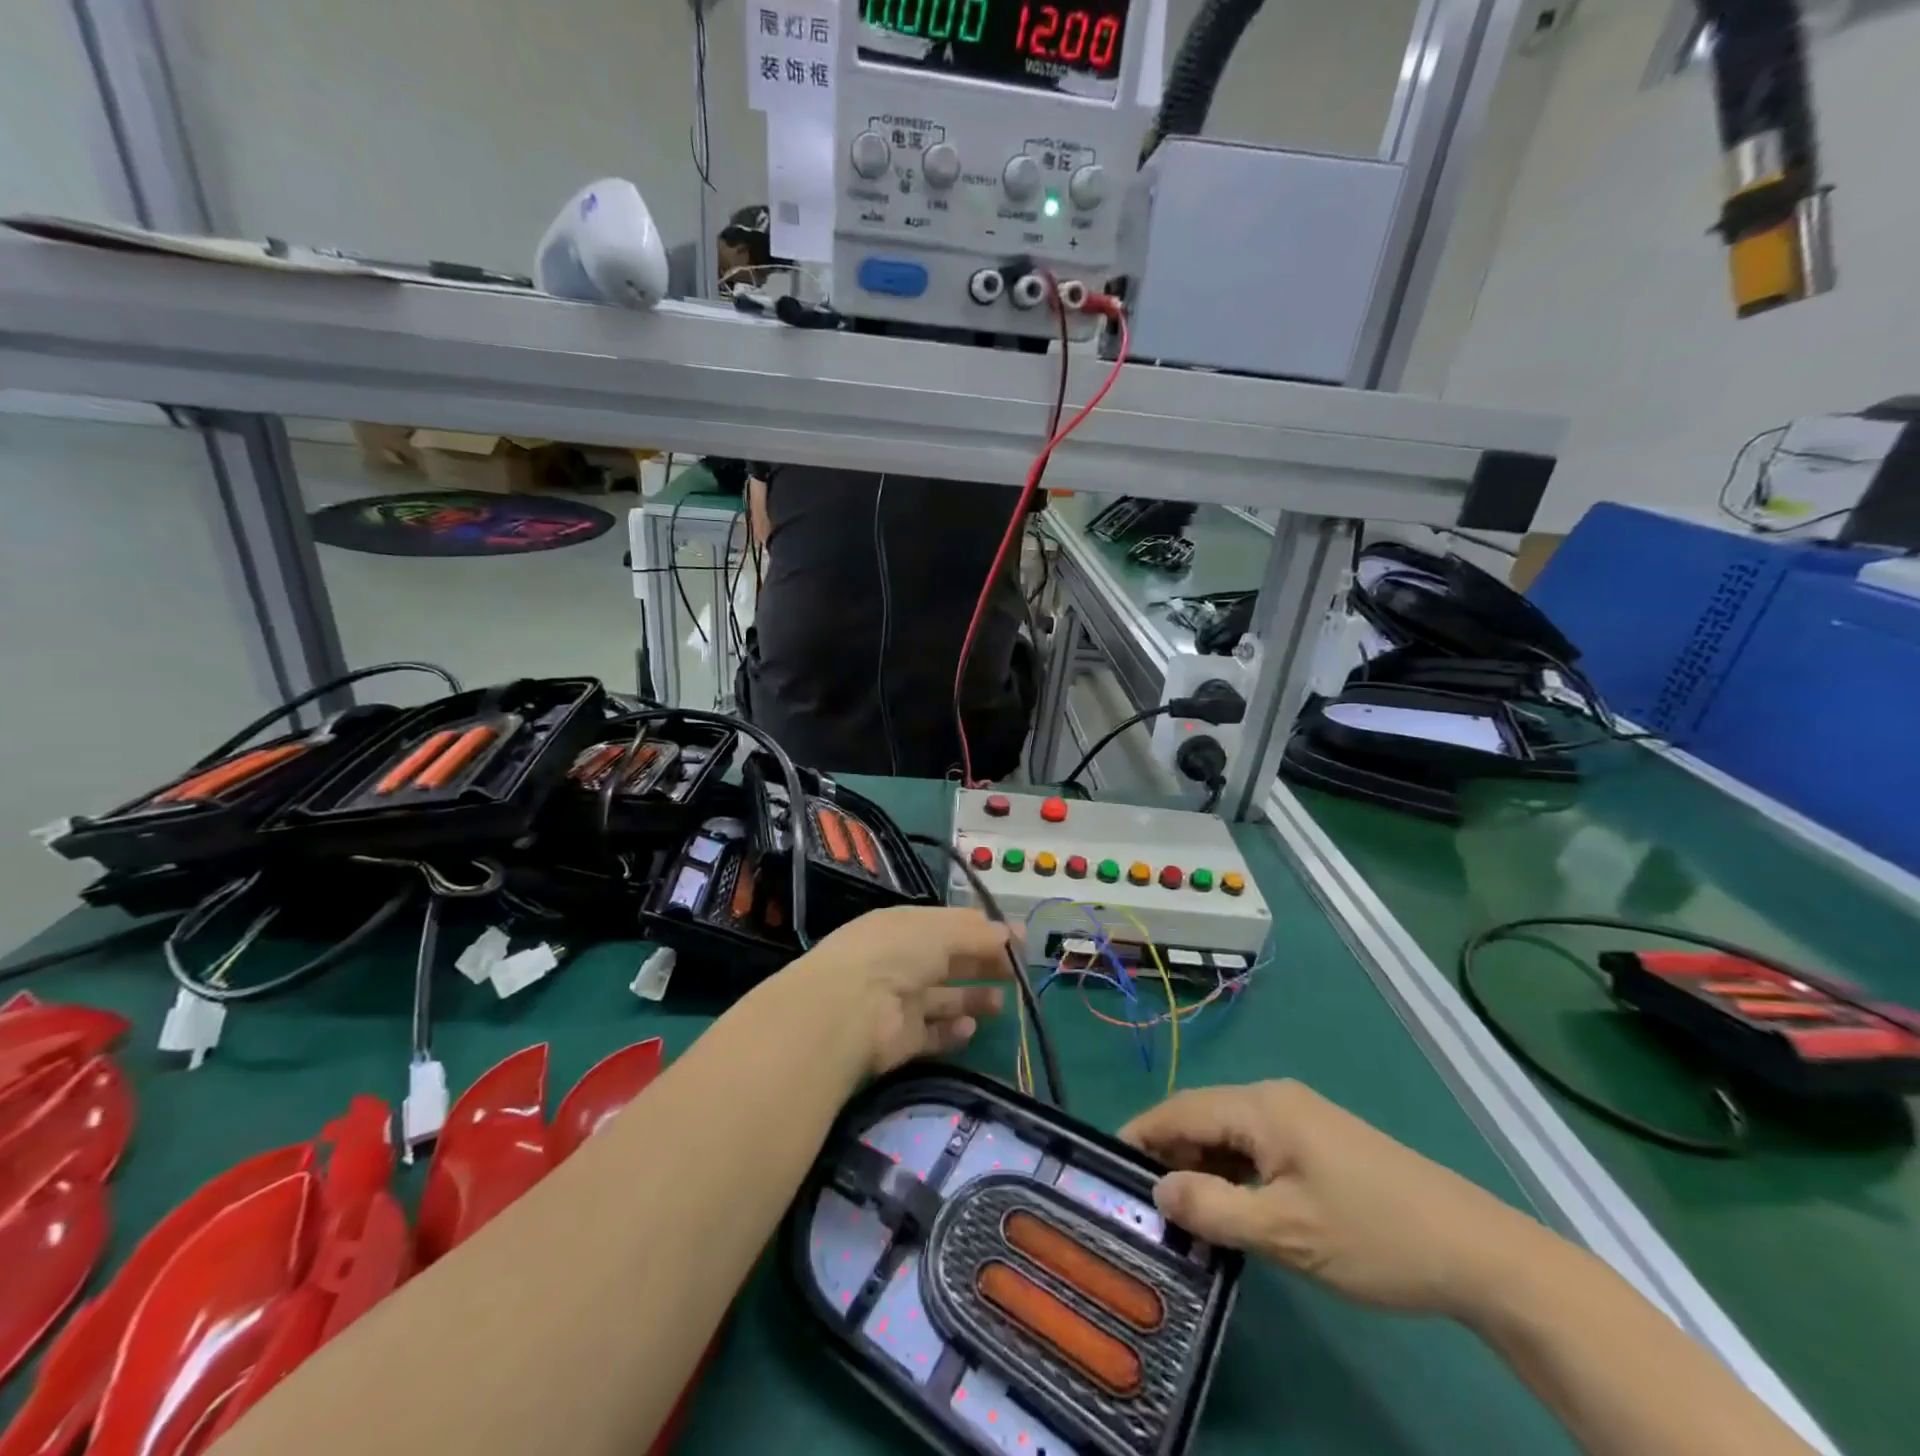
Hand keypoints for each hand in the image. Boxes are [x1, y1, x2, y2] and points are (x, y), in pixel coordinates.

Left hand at [781, 907, 1011, 1077]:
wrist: (850, 1009)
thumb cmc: (897, 953)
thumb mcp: (941, 931)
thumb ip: (977, 934)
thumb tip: (1010, 933)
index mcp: (906, 927)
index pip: (949, 925)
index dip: (983, 930)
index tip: (1018, 939)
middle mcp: (901, 961)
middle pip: (950, 962)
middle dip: (982, 964)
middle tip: (1017, 973)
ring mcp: (899, 1002)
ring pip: (943, 999)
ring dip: (971, 999)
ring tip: (999, 1004)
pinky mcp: (901, 1040)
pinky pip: (932, 1034)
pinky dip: (952, 1032)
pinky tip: (970, 1028)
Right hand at [1120, 1080, 1542, 1317]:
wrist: (1477, 1250)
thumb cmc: (1373, 1235)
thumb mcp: (1285, 1232)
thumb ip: (1213, 1209)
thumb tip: (1156, 1191)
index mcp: (1262, 1107)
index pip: (1182, 1108)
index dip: (1142, 1133)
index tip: (1108, 1163)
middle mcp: (1274, 1098)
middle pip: (1203, 1116)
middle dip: (1169, 1153)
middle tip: (1143, 1201)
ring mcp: (1300, 1117)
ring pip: (1229, 1133)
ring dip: (1201, 1165)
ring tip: (1180, 1210)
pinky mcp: (1318, 1141)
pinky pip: (1256, 1146)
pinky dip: (1232, 1171)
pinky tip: (1230, 1207)